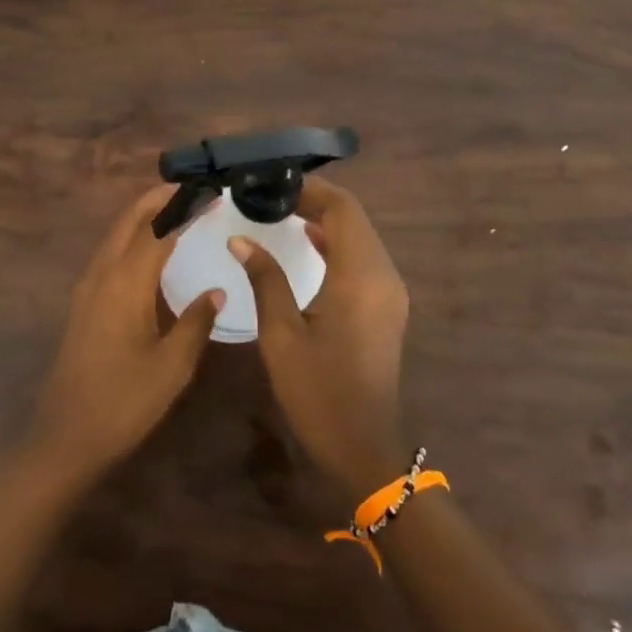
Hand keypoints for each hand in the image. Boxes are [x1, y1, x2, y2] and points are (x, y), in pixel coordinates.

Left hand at [25, 184, 224, 487]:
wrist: (66, 436)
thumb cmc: (124, 402)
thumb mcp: (172, 366)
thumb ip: (196, 323)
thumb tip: (216, 291)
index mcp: (126, 283)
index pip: (158, 228)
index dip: (185, 207)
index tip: (212, 193)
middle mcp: (102, 275)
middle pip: (129, 220)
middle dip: (159, 198)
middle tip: (193, 189)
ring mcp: (87, 288)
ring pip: (115, 235)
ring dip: (143, 215)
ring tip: (175, 208)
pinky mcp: (82, 303)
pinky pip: (109, 253)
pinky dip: (131, 237)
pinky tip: (148, 250)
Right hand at [230, 177, 409, 494]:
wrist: (363, 447)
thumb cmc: (317, 392)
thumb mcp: (281, 335)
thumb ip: (265, 279)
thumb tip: (241, 239)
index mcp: (360, 276)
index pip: (342, 209)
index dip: (310, 189)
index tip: (271, 183)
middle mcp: (384, 276)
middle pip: (355, 218)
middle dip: (316, 200)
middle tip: (270, 194)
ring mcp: (390, 292)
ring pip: (361, 237)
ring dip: (327, 220)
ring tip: (282, 211)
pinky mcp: (387, 308)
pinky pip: (363, 259)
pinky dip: (336, 244)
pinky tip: (307, 243)